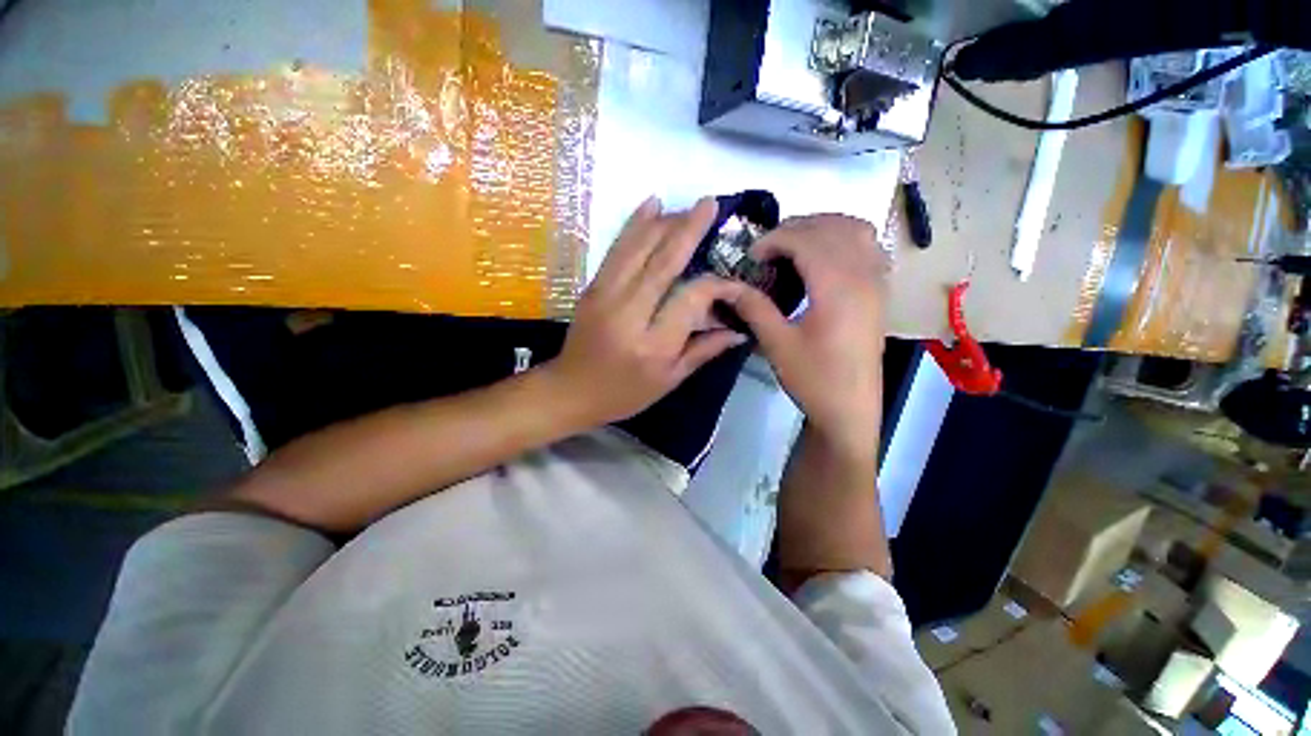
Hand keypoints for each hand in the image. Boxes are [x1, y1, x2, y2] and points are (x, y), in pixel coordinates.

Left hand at [545, 197, 748, 425]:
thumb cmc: (624, 393)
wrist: (571, 389)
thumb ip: (704, 351)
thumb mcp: (669, 381)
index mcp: (653, 345)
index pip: (691, 299)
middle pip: (663, 263)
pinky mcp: (592, 287)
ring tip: (688, 207)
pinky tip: (651, 204)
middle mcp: (629, 315)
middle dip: (689, 229)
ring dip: (665, 222)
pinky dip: (634, 224)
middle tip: (710, 204)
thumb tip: (739, 330)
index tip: (733, 281)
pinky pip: (616, 249)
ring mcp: (605, 296)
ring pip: (638, 249)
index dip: (717, 285)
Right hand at [728, 215, 887, 453]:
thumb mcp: (776, 344)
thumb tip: (729, 284)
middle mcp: (863, 275)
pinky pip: (868, 246)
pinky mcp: (880, 292)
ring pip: (855, 229)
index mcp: (837, 288)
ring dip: (822, 227)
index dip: (774, 239)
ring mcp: (877, 282)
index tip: (751, 257)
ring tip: (793, 247)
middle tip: (766, 250)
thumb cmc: (813, 379)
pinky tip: (823, 258)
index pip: (806, 239)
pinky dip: (843, 238)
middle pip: (831, 226)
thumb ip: (754, 308)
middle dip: (794, 228)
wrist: (850, 409)